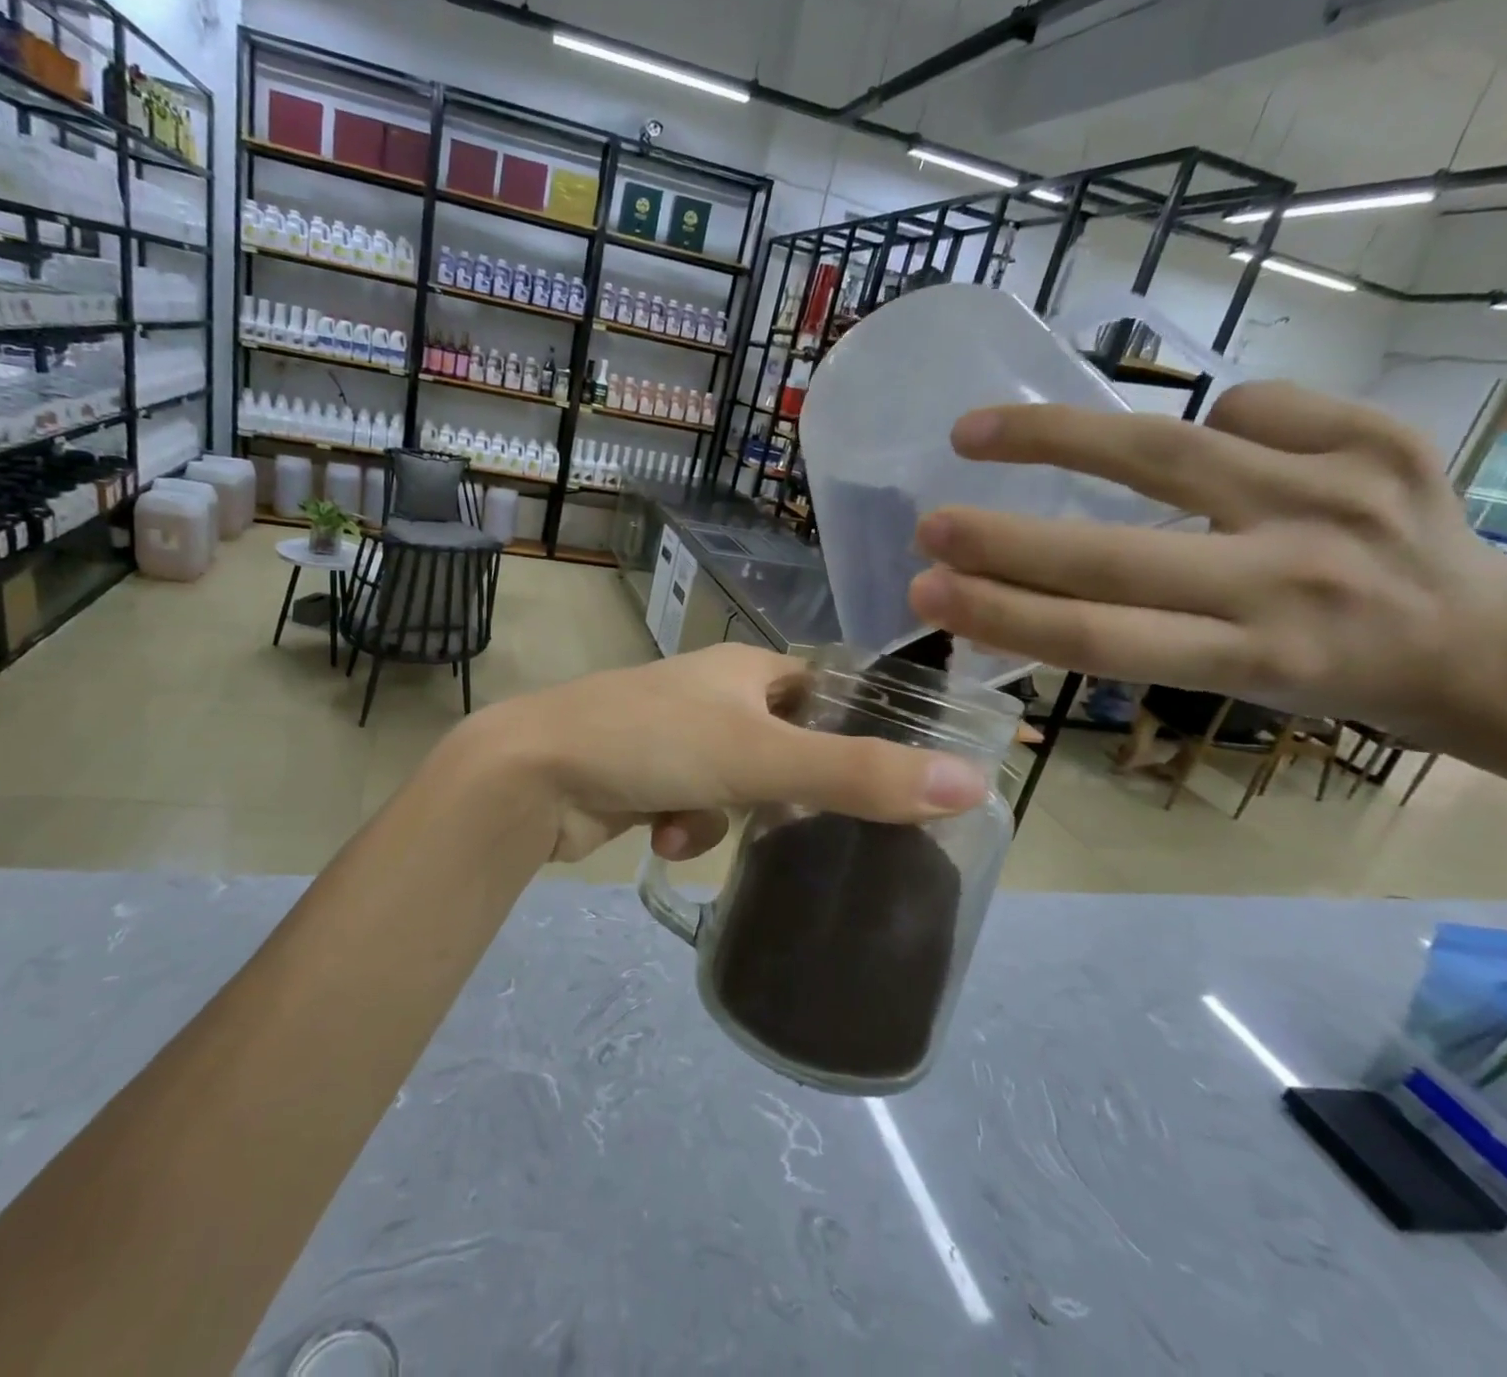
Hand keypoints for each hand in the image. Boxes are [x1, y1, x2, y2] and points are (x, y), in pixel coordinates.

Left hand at [457, 643, 987, 863]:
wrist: (534, 774)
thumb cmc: (653, 743)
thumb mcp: (763, 759)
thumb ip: (860, 775)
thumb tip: (972, 783)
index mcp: (746, 669)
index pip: (827, 691)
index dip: (860, 730)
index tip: (891, 781)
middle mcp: (714, 694)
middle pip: (786, 746)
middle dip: (785, 792)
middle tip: (797, 821)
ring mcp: (676, 735)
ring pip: (740, 786)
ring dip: (723, 817)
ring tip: (690, 824)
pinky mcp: (647, 775)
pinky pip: (696, 807)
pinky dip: (686, 827)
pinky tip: (659, 837)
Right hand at [906, 382, 1506, 738]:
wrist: (1493, 643)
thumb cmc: (1331, 679)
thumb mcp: (1225, 683)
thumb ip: (1127, 637)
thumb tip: (1009, 594)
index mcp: (1254, 656)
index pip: (1097, 636)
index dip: (1000, 613)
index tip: (926, 593)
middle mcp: (1294, 577)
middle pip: (1114, 554)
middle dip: (1004, 540)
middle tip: (928, 527)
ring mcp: (1339, 495)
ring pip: (1165, 451)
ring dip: (1054, 438)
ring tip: (975, 431)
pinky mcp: (1380, 435)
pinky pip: (1251, 406)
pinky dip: (1207, 418)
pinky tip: (1202, 438)